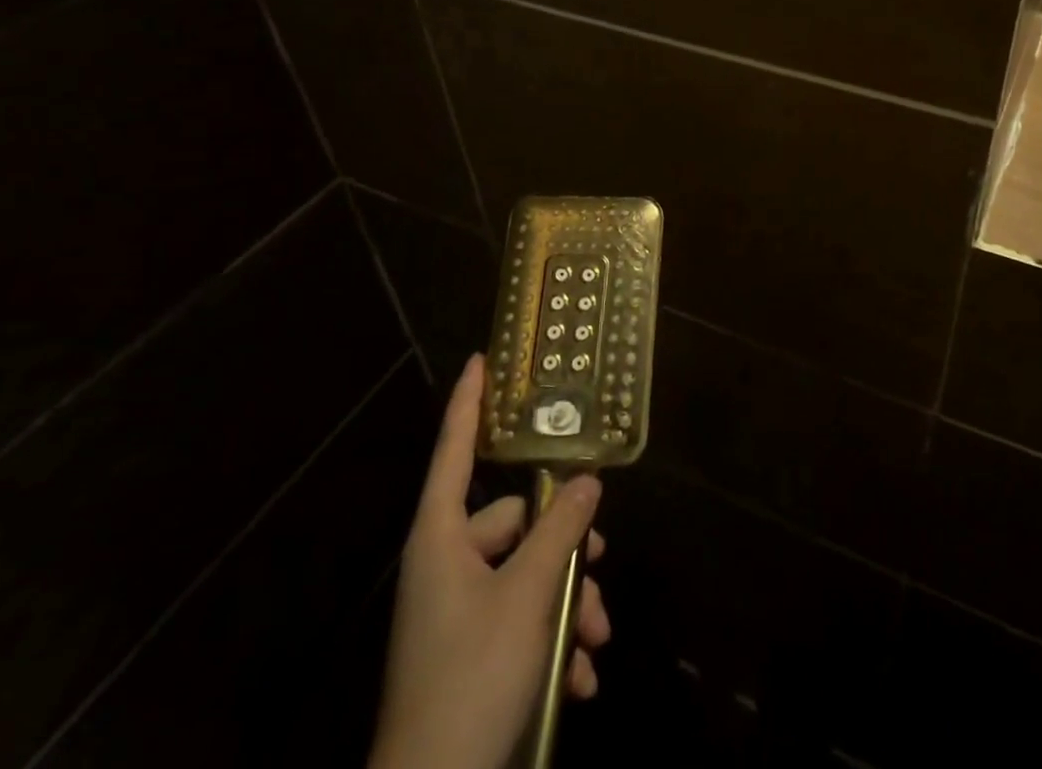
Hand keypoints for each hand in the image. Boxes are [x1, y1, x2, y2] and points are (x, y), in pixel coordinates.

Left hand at [369, 356, 610, 768]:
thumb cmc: (471, 678)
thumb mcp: (526, 596)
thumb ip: (559, 530)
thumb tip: (586, 481)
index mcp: (441, 539)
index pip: (454, 451)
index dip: (468, 403)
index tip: (480, 359)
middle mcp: (446, 565)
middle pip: (513, 524)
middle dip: (563, 546)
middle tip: (600, 559)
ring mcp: (457, 612)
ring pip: (526, 576)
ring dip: (566, 603)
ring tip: (595, 640)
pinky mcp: (470, 654)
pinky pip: (519, 623)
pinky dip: (551, 645)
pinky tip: (579, 681)